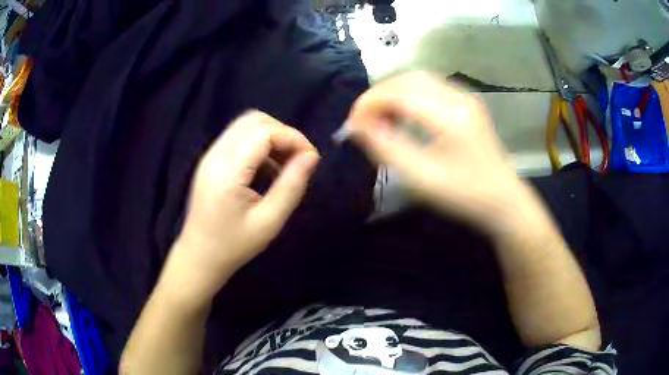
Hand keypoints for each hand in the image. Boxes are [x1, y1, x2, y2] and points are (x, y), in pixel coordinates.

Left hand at [167, 111, 319, 299]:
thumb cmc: (234, 245)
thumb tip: (311, 156)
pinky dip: (259, 145)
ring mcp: (210, 155)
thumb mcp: (269, 221)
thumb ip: (292, 185)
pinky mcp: (210, 161)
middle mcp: (216, 154)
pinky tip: (267, 170)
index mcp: (228, 170)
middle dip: (283, 133)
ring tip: (285, 165)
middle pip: (254, 120)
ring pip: (246, 126)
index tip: (311, 159)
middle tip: (299, 160)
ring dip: (271, 137)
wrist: (199, 257)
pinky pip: (238, 138)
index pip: (264, 131)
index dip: (293, 138)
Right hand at [348, 72, 532, 233]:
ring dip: (393, 92)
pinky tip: (402, 113)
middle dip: (379, 94)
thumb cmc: (464, 195)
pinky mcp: (467, 102)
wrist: (503, 200)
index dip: (369, 103)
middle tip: (363, 119)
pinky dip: (408, 94)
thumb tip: (357, 126)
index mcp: (450, 117)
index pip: (399, 94)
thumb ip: (386, 148)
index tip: (352, 123)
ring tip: (379, 116)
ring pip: (418, 79)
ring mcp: (465, 97)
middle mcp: (459, 98)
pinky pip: (430, 87)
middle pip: (408, 79)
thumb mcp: (421, 178)